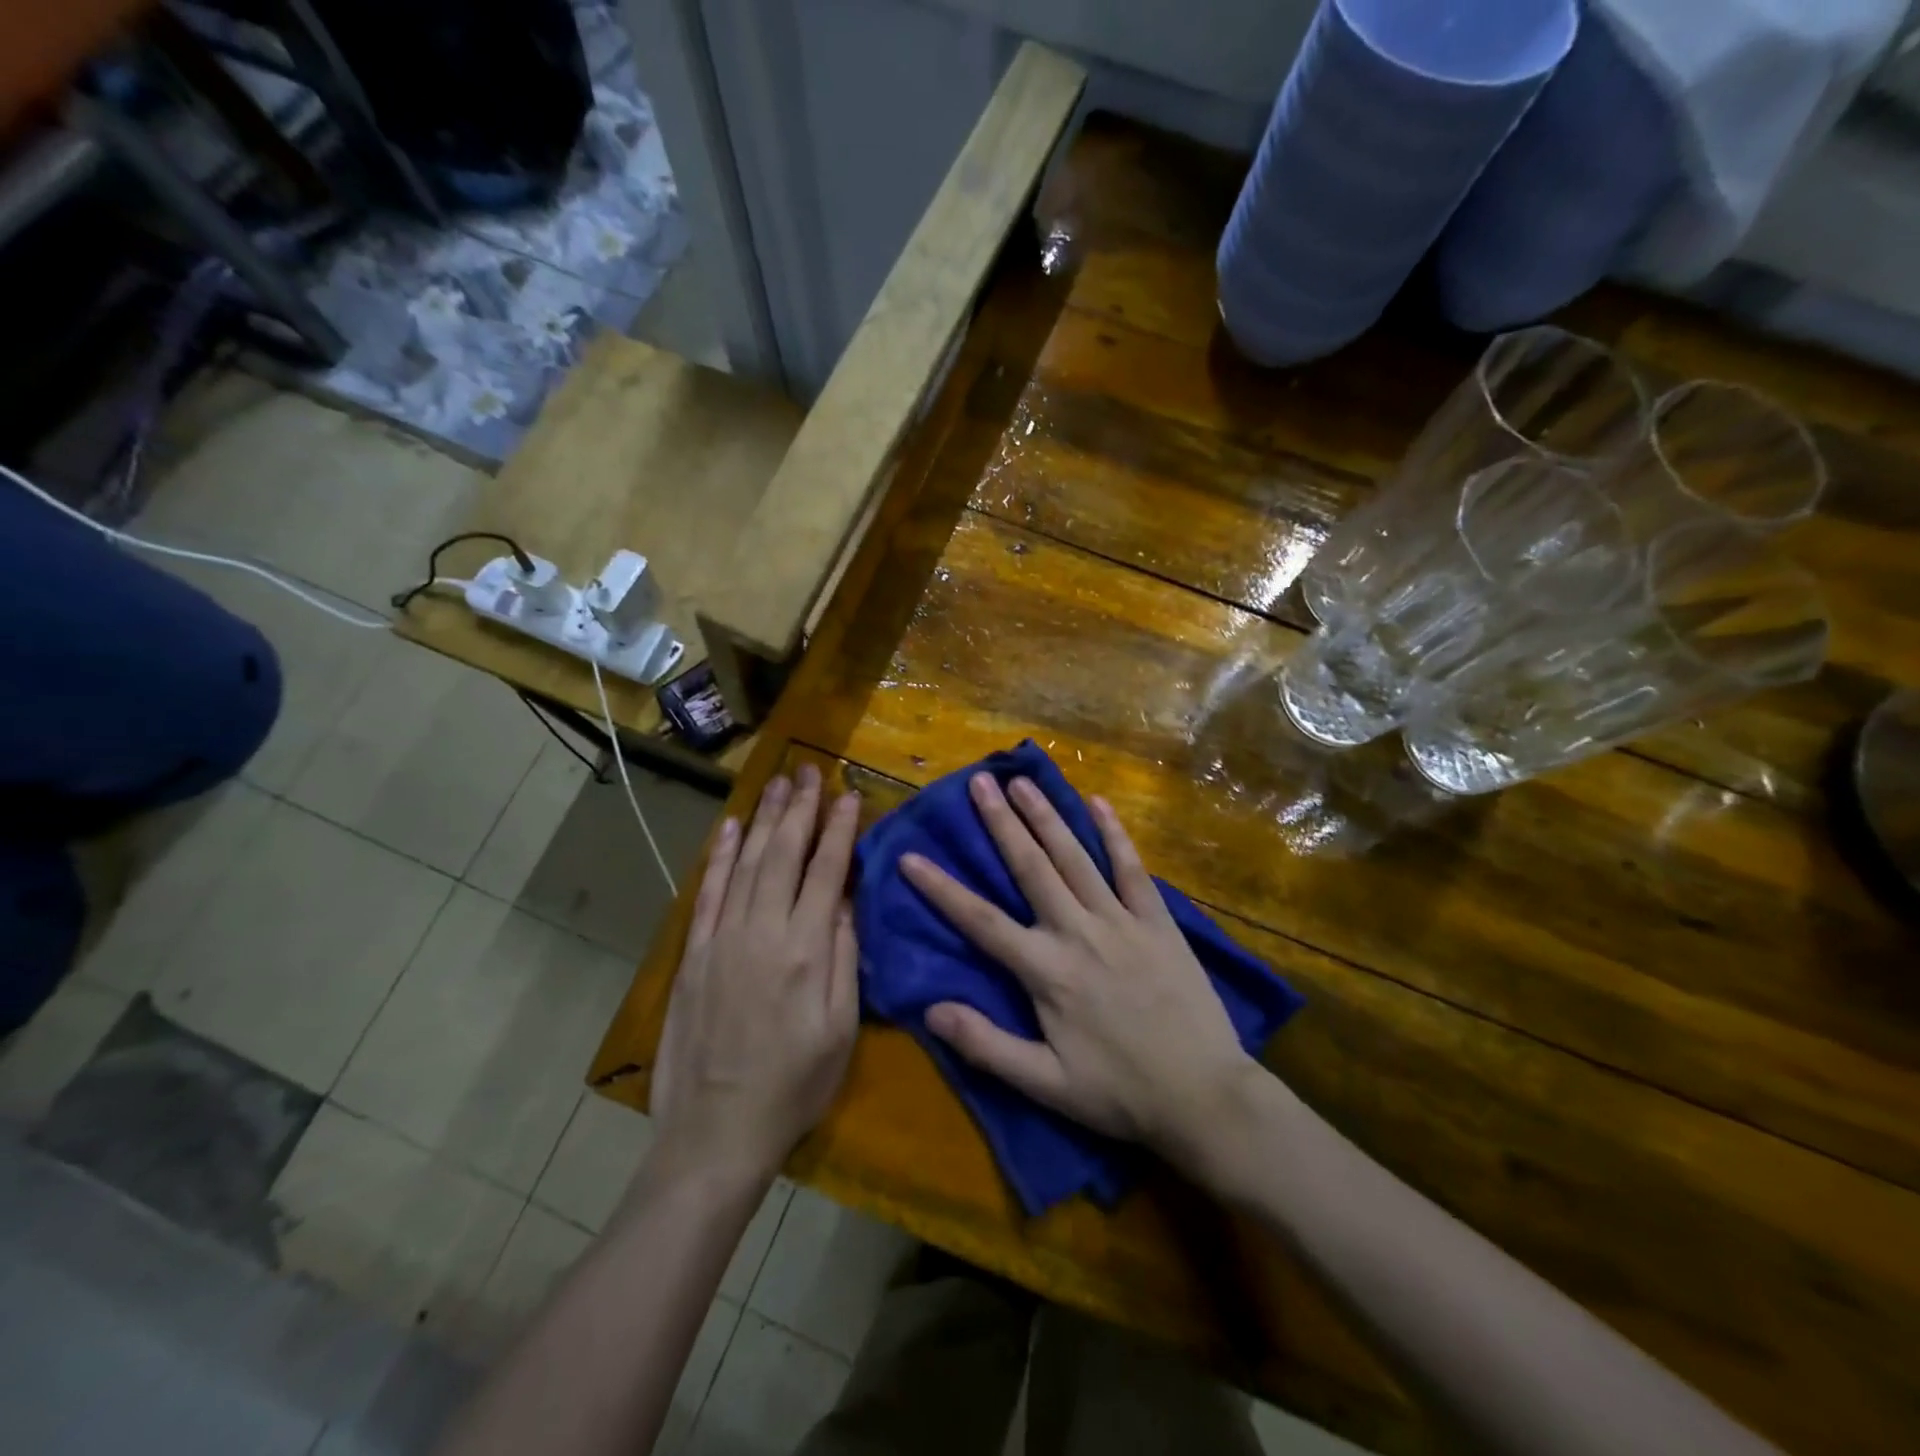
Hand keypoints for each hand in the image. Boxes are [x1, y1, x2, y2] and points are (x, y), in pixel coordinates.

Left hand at [651, 765, 861, 1184]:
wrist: (714, 1132)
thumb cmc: (793, 1085)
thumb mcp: (840, 1029)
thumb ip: (844, 956)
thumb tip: (846, 899)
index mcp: (805, 950)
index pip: (826, 871)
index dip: (839, 830)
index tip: (849, 795)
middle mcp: (762, 931)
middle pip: (784, 855)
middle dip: (800, 809)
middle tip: (809, 771)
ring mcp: (722, 939)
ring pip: (747, 863)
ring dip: (763, 820)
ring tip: (777, 783)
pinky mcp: (693, 953)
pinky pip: (708, 892)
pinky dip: (720, 857)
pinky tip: (730, 828)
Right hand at [901, 774, 1257, 1164]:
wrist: (1204, 1096)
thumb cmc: (1119, 1094)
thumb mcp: (1046, 1085)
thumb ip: (987, 1045)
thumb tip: (930, 1010)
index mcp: (1047, 972)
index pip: (981, 921)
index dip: (942, 889)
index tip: (910, 857)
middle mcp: (1078, 933)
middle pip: (1031, 868)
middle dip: (1001, 822)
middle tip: (979, 781)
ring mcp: (1121, 921)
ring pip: (1076, 857)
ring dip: (1047, 816)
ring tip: (1023, 782)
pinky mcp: (1157, 921)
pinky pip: (1132, 868)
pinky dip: (1114, 834)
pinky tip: (1098, 803)